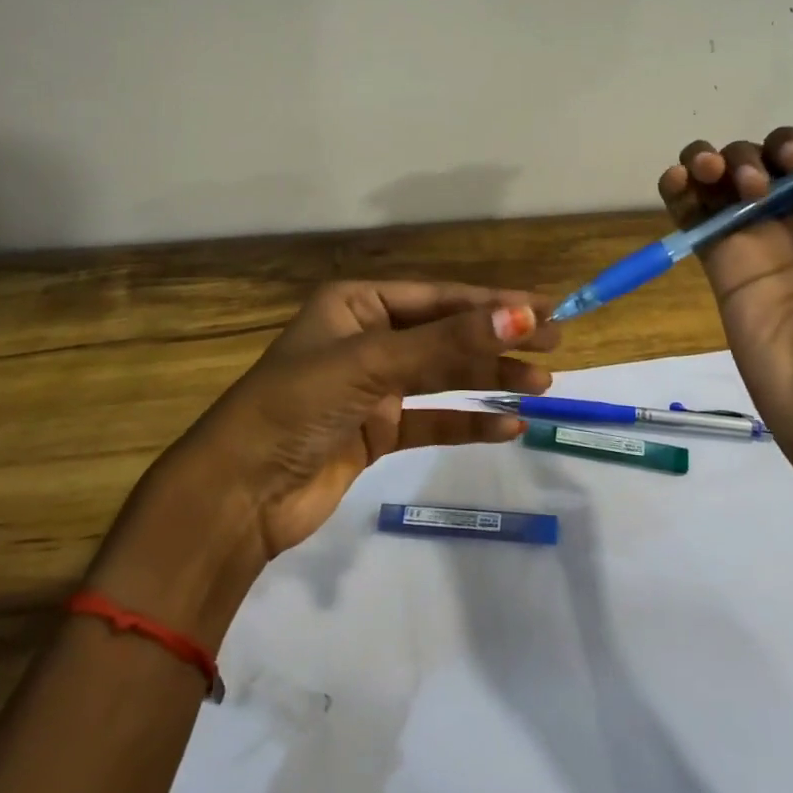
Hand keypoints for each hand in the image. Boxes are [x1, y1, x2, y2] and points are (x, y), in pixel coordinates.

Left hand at [93, 282, 559, 627]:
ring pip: (443, 377)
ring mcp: (372, 386)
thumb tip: (524, 316)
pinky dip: (467, 422)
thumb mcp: (373, 363)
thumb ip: (449, 343)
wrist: (238, 495)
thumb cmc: (297, 406)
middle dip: (498, 342)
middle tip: (555, 348)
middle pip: (446, 335)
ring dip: (489, 380)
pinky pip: (432, 420)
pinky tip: (507, 427)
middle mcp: (366, 338)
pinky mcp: (375, 431)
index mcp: (357, 304)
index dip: (494, 304)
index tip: (547, 312)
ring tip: (541, 387)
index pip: (439, 297)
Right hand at [658, 122, 792, 463]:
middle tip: (759, 185)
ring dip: (709, 160)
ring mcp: (752, 244)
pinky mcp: (719, 267)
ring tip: (709, 173)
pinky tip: (678, 177)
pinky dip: (676, 190)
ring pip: (718, 183)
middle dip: (751, 155)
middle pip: (757, 163)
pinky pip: (690, 219)